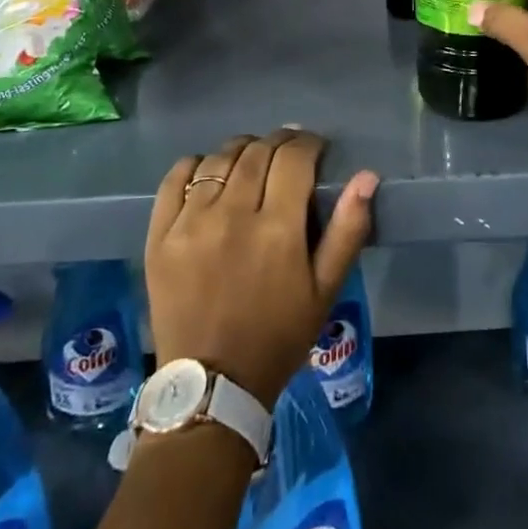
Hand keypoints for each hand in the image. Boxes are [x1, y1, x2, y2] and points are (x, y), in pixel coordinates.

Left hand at [147, 129, 377, 409]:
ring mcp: (191, 223)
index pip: (294, 157)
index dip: (308, 143)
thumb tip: (367, 176)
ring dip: (241, 150)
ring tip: (251, 160)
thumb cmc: (278, 336)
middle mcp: (233, 215)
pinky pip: (176, 178)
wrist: (212, 386)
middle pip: (257, 151)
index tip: (315, 148)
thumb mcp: (325, 290)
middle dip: (279, 142)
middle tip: (287, 152)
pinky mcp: (160, 235)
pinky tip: (209, 172)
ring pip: (219, 159)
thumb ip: (348, 230)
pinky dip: (196, 165)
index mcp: (277, 229)